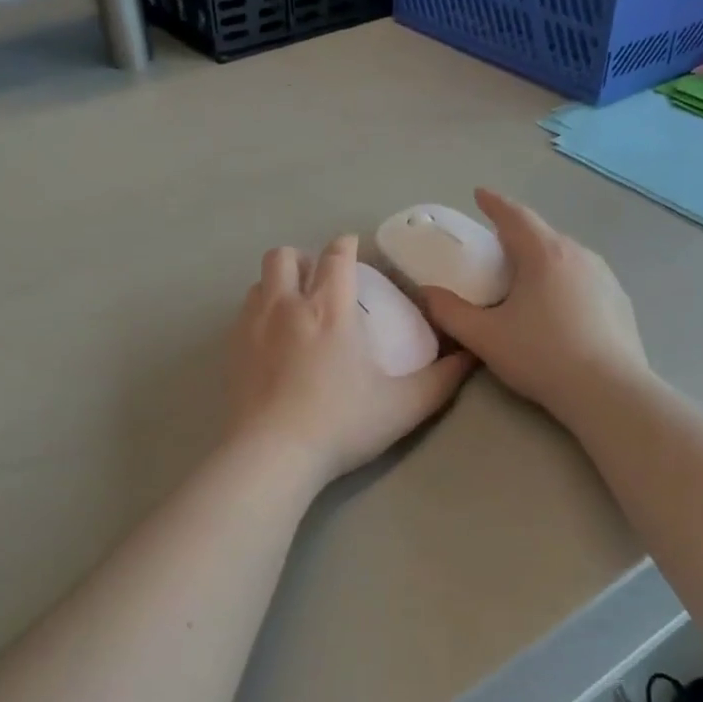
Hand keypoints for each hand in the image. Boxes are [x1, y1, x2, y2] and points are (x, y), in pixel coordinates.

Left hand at [226, 236, 473, 487]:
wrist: (272, 455)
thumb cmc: (341, 424)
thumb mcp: (404, 406)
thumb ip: (442, 380)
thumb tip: (470, 355)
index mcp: (330, 308)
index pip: (336, 255)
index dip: (346, 246)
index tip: (354, 251)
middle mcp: (288, 305)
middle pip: (285, 256)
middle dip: (303, 258)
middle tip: (319, 280)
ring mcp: (253, 325)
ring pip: (259, 281)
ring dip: (278, 283)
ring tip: (294, 307)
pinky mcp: (232, 349)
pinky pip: (244, 311)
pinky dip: (259, 311)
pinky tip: (272, 339)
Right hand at [418, 190, 647, 424]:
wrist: (609, 393)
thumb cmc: (542, 357)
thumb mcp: (485, 337)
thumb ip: (450, 312)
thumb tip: (427, 292)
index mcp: (544, 254)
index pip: (514, 215)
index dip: (494, 203)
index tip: (479, 194)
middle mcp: (578, 254)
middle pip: (542, 234)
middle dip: (517, 233)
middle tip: (495, 245)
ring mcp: (604, 276)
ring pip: (565, 255)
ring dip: (542, 257)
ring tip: (525, 276)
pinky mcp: (619, 300)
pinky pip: (583, 277)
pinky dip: (563, 279)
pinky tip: (558, 306)